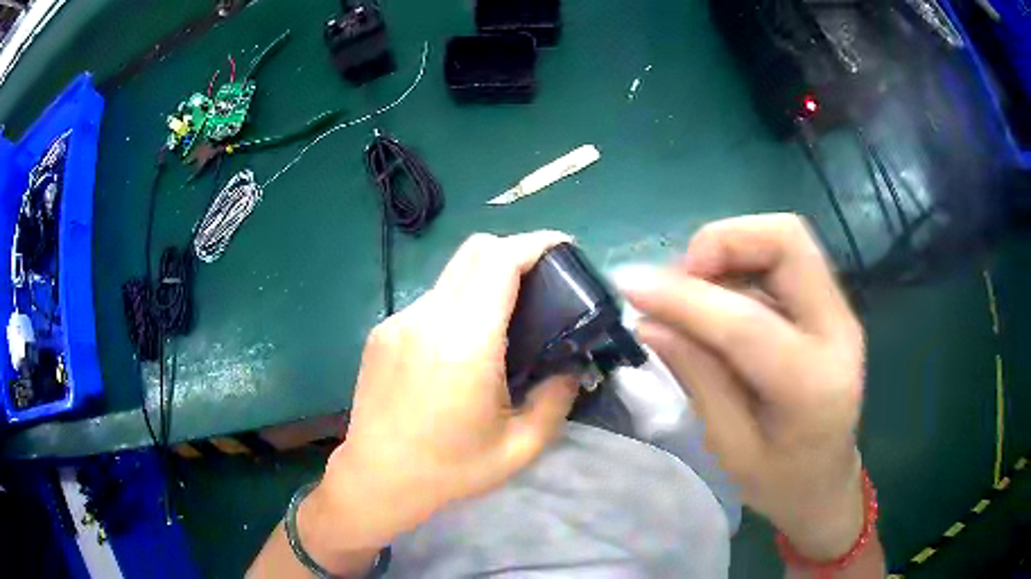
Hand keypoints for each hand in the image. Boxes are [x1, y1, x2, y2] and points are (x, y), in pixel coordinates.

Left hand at [314, 232, 579, 555]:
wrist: (377, 478)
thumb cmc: (450, 469)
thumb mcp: (519, 447)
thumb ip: (556, 400)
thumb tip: (572, 366)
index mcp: (465, 344)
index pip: (499, 263)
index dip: (534, 243)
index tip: (562, 245)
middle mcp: (427, 319)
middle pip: (474, 251)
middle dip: (514, 251)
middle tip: (542, 278)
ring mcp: (399, 321)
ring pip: (451, 275)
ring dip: (484, 280)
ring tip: (504, 318)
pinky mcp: (382, 330)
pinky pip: (430, 301)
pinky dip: (457, 304)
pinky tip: (459, 346)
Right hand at [620, 214, 866, 560]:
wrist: (825, 480)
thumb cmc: (778, 480)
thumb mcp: (730, 448)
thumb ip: (698, 378)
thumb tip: (650, 321)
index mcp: (813, 385)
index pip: (746, 323)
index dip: (683, 298)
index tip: (629, 284)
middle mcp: (838, 330)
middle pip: (787, 240)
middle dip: (723, 242)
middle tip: (681, 278)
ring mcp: (839, 310)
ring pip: (785, 238)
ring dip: (729, 249)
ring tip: (693, 291)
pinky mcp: (829, 303)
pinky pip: (782, 258)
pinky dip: (740, 263)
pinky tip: (718, 299)